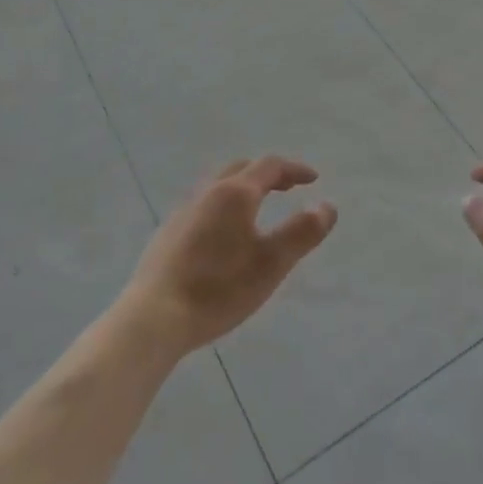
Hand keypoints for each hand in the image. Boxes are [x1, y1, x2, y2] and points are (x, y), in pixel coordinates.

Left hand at [123, 156, 337, 354]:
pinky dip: (225, 205)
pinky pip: (204, 205)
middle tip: (288, 188)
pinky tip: (224, 234)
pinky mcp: (168, 233)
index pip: (269, 166)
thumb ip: (302, 233)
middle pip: (242, 169)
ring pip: (219, 186)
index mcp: (235, 193)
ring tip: (259, 209)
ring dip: (244, 188)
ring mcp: (184, 212)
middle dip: (269, 174)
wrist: (154, 317)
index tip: (313, 179)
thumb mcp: (271, 263)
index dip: (294, 170)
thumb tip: (328, 206)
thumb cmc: (219, 288)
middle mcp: (207, 193)